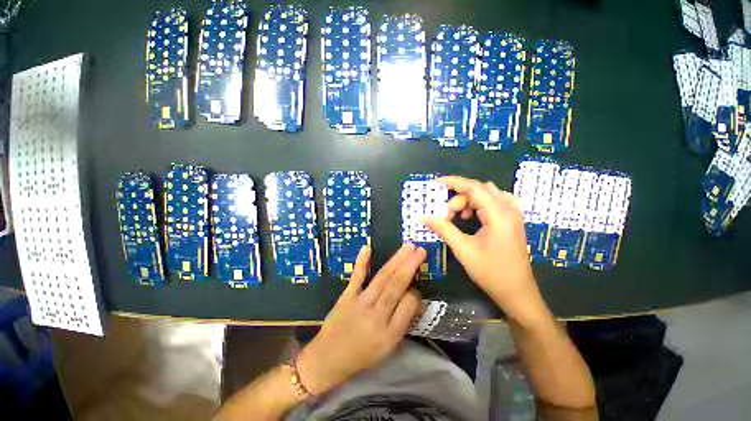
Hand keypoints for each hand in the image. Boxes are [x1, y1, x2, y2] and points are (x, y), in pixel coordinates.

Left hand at [296, 244, 424, 395]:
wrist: (327, 360)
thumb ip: (403, 322)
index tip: (417, 285)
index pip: (408, 305)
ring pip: (382, 278)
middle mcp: (376, 316)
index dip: (416, 292)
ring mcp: (360, 303)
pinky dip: (362, 262)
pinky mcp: (346, 296)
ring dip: (396, 260)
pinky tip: (367, 247)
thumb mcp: (388, 348)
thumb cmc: (361, 356)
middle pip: (396, 286)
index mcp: (389, 334)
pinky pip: (356, 277)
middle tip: (421, 250)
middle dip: (410, 266)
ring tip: (408, 247)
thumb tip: (415, 298)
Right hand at [422, 176, 544, 322]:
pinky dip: (478, 205)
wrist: (517, 292)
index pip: (474, 187)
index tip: (436, 182)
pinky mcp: (511, 221)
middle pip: (479, 190)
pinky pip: (493, 202)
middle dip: (459, 198)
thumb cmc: (491, 272)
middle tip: (447, 215)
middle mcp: (508, 209)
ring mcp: (513, 214)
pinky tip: (471, 217)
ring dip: (468, 201)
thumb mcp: (463, 249)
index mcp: (499, 214)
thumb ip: (444, 229)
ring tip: (458, 218)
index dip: (454, 182)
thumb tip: (424, 217)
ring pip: (486, 195)